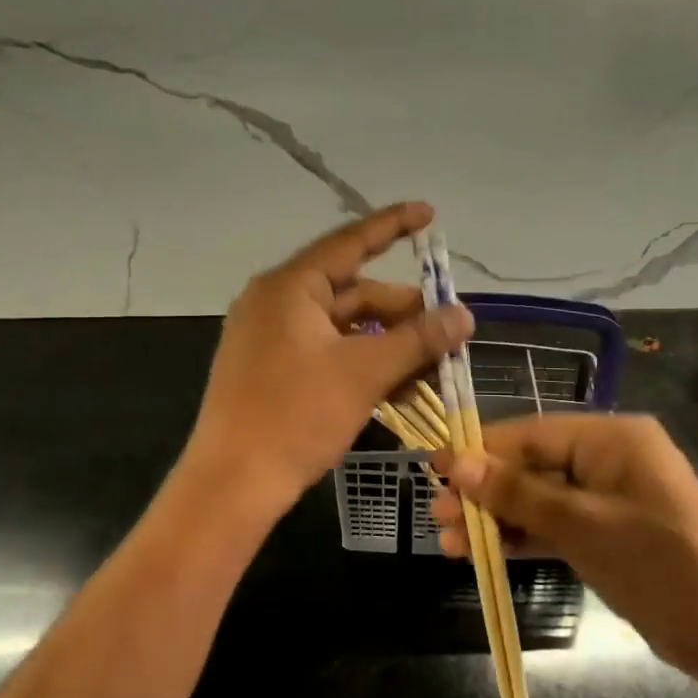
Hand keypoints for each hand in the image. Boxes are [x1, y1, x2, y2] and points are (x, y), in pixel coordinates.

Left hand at [186, 203, 473, 511]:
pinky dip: (360, 362)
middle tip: (448, 329)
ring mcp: (268, 338)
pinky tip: (396, 386)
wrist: (233, 483)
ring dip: (387, 343)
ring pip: (342, 327)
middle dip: (403, 310)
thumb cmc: (296, 415)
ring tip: (431, 365)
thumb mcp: (365, 373)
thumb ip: (418, 339)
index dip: (393, 226)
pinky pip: (325, 352)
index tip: (429, 214)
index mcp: (290, 287)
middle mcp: (275, 302)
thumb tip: (464, 315)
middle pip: (352, 292)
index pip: (350, 242)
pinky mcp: (270, 370)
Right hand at [431, 414, 697, 676]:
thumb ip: (517, 493)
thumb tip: (457, 463)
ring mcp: (608, 497)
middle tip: (437, 515)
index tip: (434, 468)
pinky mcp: (607, 532)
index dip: (481, 451)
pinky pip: (555, 524)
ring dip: (496, 519)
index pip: (531, 434)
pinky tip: (484, 553)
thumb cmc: (658, 563)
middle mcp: (608, 458)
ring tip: (449, 542)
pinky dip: (523, 537)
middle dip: (484, 492)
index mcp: (611, 437)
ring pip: (538, 499)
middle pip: (531, 467)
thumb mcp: (581, 524)